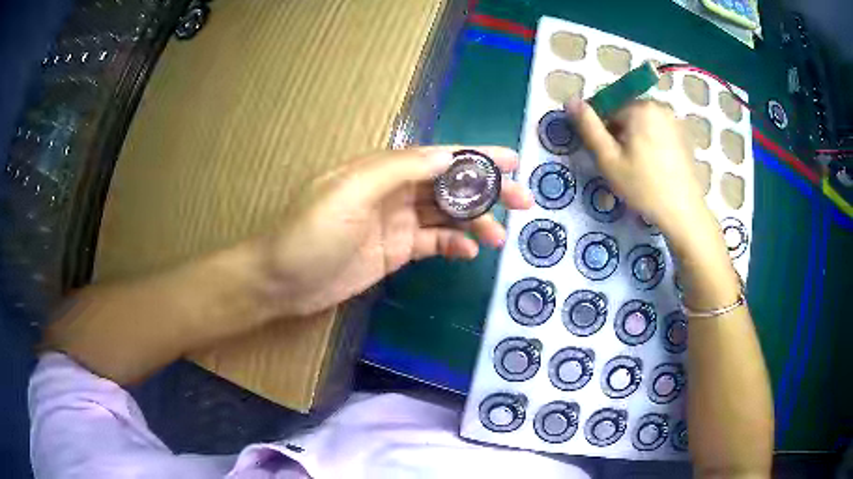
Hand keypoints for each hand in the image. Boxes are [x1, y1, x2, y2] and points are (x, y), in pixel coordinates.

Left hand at [257, 146, 532, 316]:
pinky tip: (469, 252)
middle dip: (487, 191)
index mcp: (383, 169)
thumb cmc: (311, 232)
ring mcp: (396, 223)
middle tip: (523, 201)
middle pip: (450, 185)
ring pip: (447, 215)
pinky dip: (454, 245)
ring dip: (475, 222)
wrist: (282, 280)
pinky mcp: (395, 251)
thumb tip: (448, 158)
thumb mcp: (351, 192)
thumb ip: (399, 170)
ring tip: (499, 237)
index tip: (513, 162)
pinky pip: (433, 243)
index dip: (477, 158)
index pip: (440, 157)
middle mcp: (394, 190)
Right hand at [568, 99, 714, 238]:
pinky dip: (652, 144)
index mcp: (639, 107)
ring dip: (636, 139)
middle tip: (622, 165)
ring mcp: (674, 120)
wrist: (683, 211)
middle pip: (626, 114)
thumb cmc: (643, 186)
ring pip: (643, 123)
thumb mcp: (608, 159)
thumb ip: (588, 127)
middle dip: (620, 134)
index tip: (607, 157)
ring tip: (639, 168)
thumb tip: (570, 100)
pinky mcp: (684, 134)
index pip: (607, 109)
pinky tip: (655, 167)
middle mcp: (659, 106)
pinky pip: (659, 132)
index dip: (602, 133)